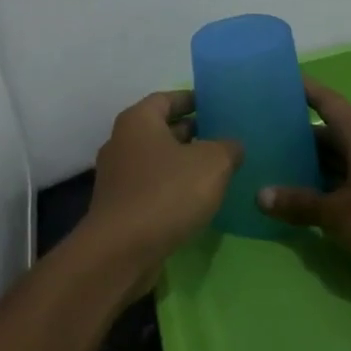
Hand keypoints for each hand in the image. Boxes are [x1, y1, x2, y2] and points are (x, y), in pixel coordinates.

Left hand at [82, 90, 242, 292]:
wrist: (122, 251)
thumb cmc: (167, 193)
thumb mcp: (213, 163)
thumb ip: (228, 148)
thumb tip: (232, 146)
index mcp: (138, 121)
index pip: (167, 98)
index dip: (193, 100)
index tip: (216, 105)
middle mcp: (122, 142)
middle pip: (161, 129)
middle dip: (192, 132)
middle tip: (224, 138)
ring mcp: (117, 177)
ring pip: (157, 161)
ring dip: (183, 163)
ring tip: (218, 170)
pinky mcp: (120, 207)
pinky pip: (152, 188)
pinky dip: (173, 188)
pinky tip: (197, 201)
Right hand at [255, 80, 350, 274]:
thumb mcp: (337, 213)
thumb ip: (300, 204)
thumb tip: (260, 196)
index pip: (328, 102)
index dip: (307, 90)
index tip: (286, 79)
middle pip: (334, 133)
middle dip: (305, 136)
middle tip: (272, 139)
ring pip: (346, 158)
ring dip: (321, 164)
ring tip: (288, 171)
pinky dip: (337, 184)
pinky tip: (320, 200)